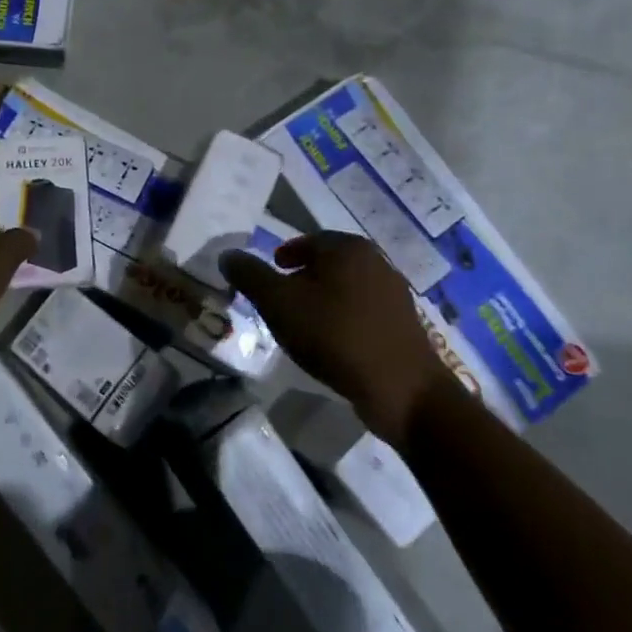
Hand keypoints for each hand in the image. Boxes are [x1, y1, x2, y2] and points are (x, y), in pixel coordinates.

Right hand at [221, 231, 454, 446]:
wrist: (402, 390)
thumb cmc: (335, 336)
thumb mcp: (278, 304)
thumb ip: (250, 276)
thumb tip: (228, 255)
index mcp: (347, 248)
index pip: (305, 241)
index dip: (281, 257)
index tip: (267, 279)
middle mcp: (375, 261)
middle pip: (327, 264)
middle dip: (301, 279)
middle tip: (279, 302)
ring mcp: (394, 293)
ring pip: (345, 288)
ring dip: (322, 301)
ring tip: (302, 326)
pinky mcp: (403, 324)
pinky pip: (362, 312)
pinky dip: (342, 320)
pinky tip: (331, 344)